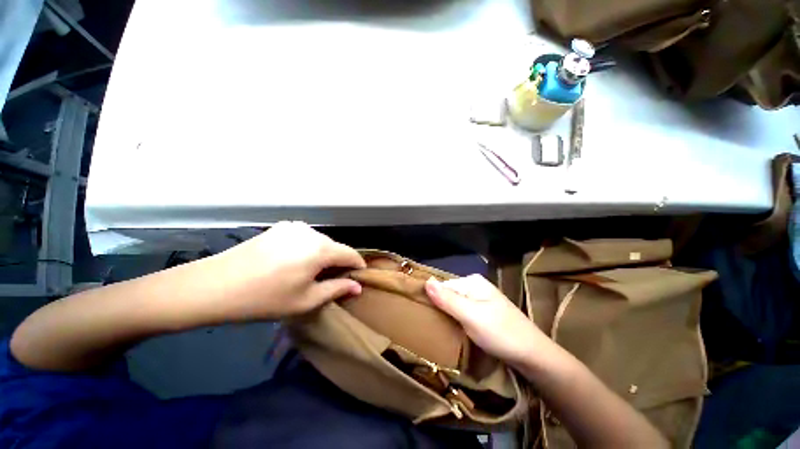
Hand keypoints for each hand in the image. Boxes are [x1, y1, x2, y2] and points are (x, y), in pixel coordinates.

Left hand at [211, 221, 365, 320]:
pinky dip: (307, 249)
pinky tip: (293, 262)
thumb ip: (336, 289)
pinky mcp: (280, 228)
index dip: (357, 265)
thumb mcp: (306, 300)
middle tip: (332, 280)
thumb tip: (357, 286)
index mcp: (320, 249)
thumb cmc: (264, 298)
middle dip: (338, 262)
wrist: (214, 286)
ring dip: (322, 255)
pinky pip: (304, 238)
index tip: (359, 277)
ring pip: (320, 241)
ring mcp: (294, 227)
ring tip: (311, 273)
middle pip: (335, 247)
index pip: (350, 254)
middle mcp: (310, 232)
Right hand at [425, 274, 547, 366]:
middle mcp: (475, 287)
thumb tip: (426, 281)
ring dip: (447, 316)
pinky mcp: (483, 313)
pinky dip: (456, 320)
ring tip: (438, 329)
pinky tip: (453, 330)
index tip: (422, 315)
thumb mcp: (470, 315)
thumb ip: (447, 299)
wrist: (533, 356)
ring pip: (454, 305)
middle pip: (448, 295)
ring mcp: (480, 300)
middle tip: (430, 325)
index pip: (442, 286)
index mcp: (472, 282)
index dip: (432, 300)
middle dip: (439, 308)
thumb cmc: (500, 333)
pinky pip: (462, 313)